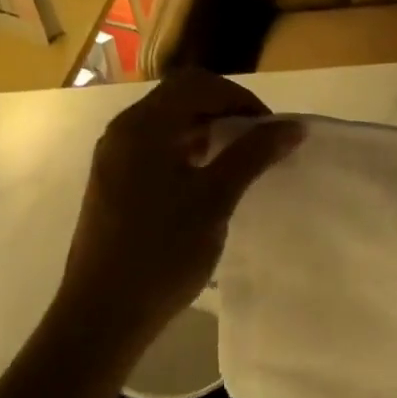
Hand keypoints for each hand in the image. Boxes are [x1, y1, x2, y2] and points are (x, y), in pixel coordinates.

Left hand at [60, 70, 303, 341]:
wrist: (104, 312)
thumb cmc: (162, 252)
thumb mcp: (215, 199)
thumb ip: (252, 155)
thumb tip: (292, 126)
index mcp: (143, 126)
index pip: (198, 85)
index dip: (241, 99)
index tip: (272, 131)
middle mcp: (123, 132)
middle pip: (180, 99)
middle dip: (225, 112)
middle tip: (259, 143)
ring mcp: (114, 159)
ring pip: (167, 125)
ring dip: (206, 132)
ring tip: (239, 162)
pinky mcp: (113, 184)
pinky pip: (155, 150)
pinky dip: (187, 153)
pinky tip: (207, 183)